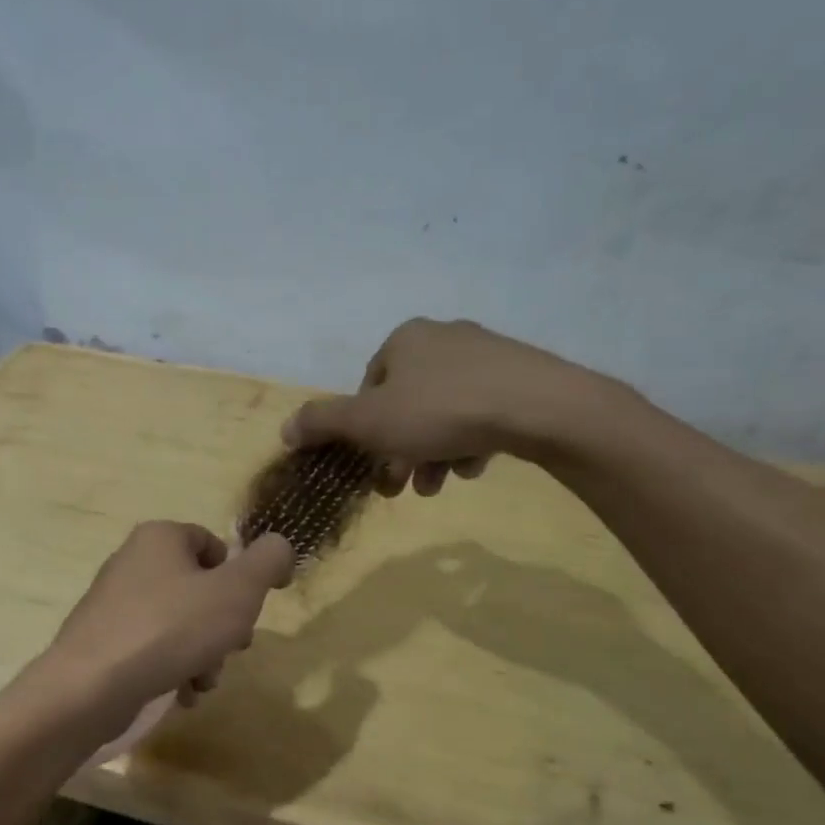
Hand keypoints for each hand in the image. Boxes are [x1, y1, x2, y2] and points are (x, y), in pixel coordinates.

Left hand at [44, 522, 295, 720]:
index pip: (213, 545)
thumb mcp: (237, 591)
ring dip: (202, 652)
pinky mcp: (101, 639)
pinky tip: (180, 693)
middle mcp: (132, 561)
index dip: (240, 577)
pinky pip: (151, 646)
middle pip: (197, 588)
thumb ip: (268, 562)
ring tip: (203, 682)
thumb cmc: (171, 629)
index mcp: (160, 538)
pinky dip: (172, 667)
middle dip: (222, 624)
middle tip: (233, 649)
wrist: (91, 685)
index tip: (249, 611)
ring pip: (177, 622)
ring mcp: (113, 601)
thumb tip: (279, 546)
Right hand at [282, 318, 626, 495]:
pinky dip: (469, 441)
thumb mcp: (368, 423)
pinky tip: (473, 466)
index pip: (368, 387)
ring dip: (432, 452)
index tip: (373, 465)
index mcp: (404, 339)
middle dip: (400, 450)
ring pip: (443, 412)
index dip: (364, 431)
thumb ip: (322, 423)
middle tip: (403, 487)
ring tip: (439, 486)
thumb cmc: (440, 411)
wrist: (541, 408)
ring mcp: (487, 354)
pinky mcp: (521, 376)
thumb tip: (284, 428)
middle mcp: (443, 337)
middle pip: (406, 404)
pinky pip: (480, 412)